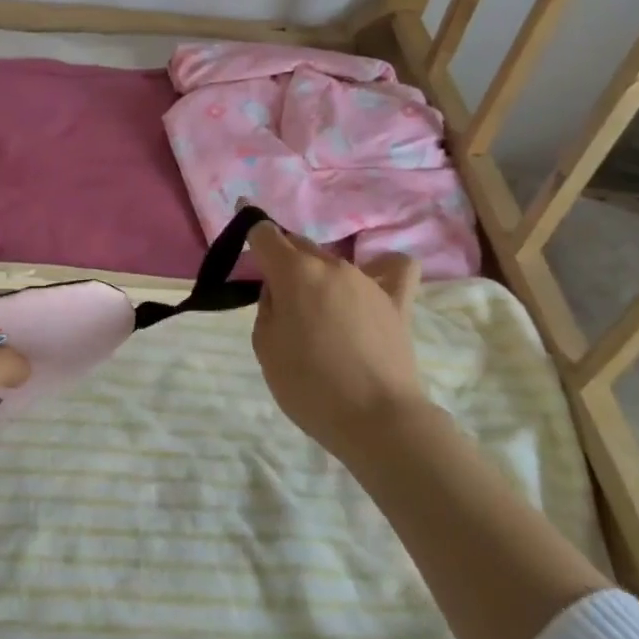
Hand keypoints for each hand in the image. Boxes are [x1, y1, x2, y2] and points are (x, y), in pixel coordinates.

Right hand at [247, 222, 423, 467]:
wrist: (377, 420)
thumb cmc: (309, 386)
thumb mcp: (265, 346)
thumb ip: (268, 306)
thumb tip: (281, 290)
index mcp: (294, 272)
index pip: (265, 233)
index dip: (249, 225)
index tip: (240, 218)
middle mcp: (331, 265)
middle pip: (298, 244)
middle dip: (282, 256)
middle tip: (272, 286)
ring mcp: (368, 280)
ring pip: (333, 261)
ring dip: (317, 273)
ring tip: (316, 307)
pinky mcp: (397, 300)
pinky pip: (395, 269)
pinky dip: (382, 268)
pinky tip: (372, 283)